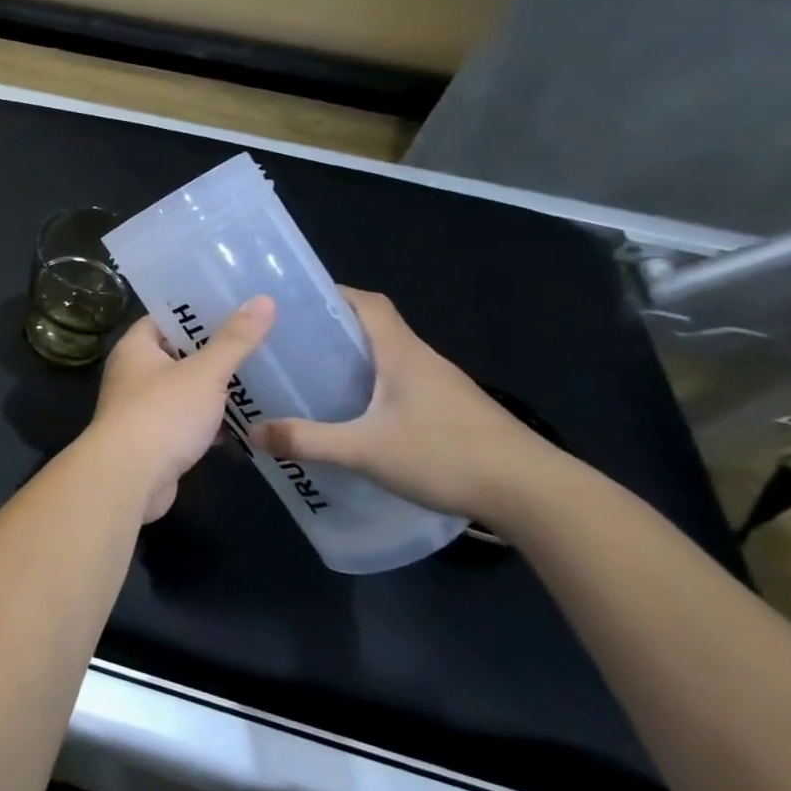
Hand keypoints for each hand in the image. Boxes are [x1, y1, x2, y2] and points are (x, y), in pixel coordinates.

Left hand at [86, 297, 275, 522]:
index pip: (165, 317)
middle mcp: (132, 372)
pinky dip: (210, 421)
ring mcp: (141, 406)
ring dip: (214, 389)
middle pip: (177, 353)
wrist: (129, 475)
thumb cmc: (162, 413)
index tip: (236, 305)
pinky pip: (186, 420)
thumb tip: (264, 299)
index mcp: (135, 347)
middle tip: (259, 340)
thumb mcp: (204, 372)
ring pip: (184, 389)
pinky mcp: (154, 438)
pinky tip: (246, 423)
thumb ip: (234, 340)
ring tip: (261, 378)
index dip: (197, 310)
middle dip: (213, 351)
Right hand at [250, 288, 562, 523]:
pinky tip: (357, 416)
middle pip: (375, 329)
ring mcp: (444, 388)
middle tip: (290, 344)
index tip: (295, 301)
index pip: (367, 303)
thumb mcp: (365, 451)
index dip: (332, 293)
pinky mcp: (454, 414)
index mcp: (402, 354)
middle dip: (332, 330)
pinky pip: (403, 386)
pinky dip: (374, 389)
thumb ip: (307, 440)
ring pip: (390, 360)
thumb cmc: (448, 455)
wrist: (538, 496)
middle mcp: (424, 361)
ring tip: (314, 378)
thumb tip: (252, 433)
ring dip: (355, 362)